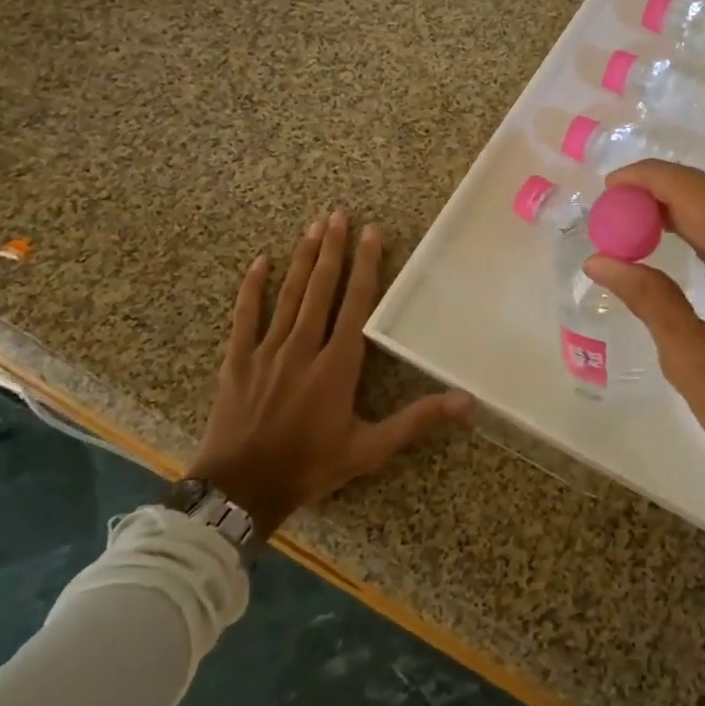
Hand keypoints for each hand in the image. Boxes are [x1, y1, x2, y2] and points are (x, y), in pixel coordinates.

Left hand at [188, 208, 470, 533]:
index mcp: (337, 365)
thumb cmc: (310, 467)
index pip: (356, 303)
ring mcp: (267, 352)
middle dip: (332, 250)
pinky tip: (260, 262)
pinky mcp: (238, 361)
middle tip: (338, 214)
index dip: (366, 266)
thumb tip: (466, 401)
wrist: (240, 491)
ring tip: (312, 227)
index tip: (371, 233)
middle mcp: (304, 348)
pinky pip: (245, 317)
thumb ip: (416, 421)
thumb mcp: (369, 449)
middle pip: (321, 289)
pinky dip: (252, 288)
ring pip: (288, 296)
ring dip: (302, 260)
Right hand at [585, 162, 704, 596]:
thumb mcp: (691, 358)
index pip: (689, 188)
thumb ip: (648, 296)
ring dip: (687, 224)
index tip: (604, 187)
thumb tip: (600, 259)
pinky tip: (684, 258)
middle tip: (611, 219)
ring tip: (635, 237)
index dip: (645, 180)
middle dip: (660, 204)